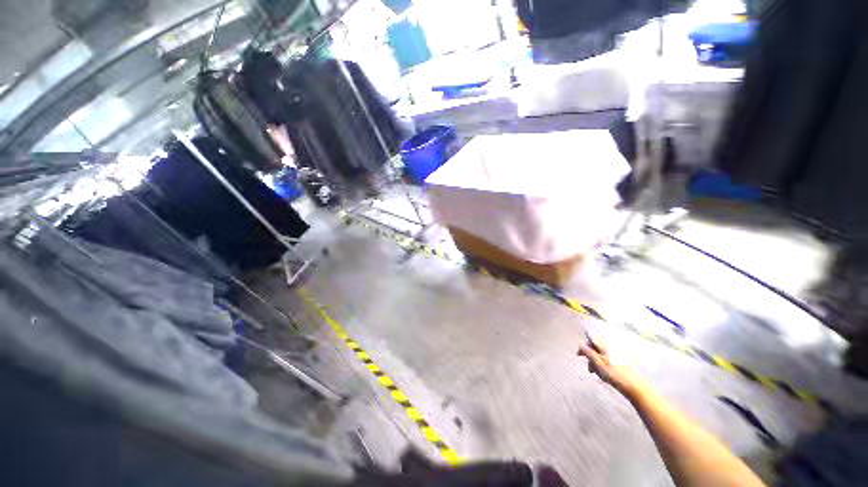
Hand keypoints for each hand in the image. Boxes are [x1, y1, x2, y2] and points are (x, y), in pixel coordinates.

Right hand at [578, 336, 644, 396]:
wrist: (633, 386)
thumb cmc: (613, 374)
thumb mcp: (597, 363)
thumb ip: (588, 352)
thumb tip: (580, 343)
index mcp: (604, 346)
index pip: (591, 340)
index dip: (584, 346)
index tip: (579, 355)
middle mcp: (610, 348)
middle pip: (595, 348)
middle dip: (590, 357)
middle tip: (589, 369)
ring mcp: (615, 356)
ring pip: (600, 356)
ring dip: (595, 363)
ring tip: (596, 373)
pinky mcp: (619, 363)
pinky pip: (606, 361)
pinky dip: (602, 366)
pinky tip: (603, 375)